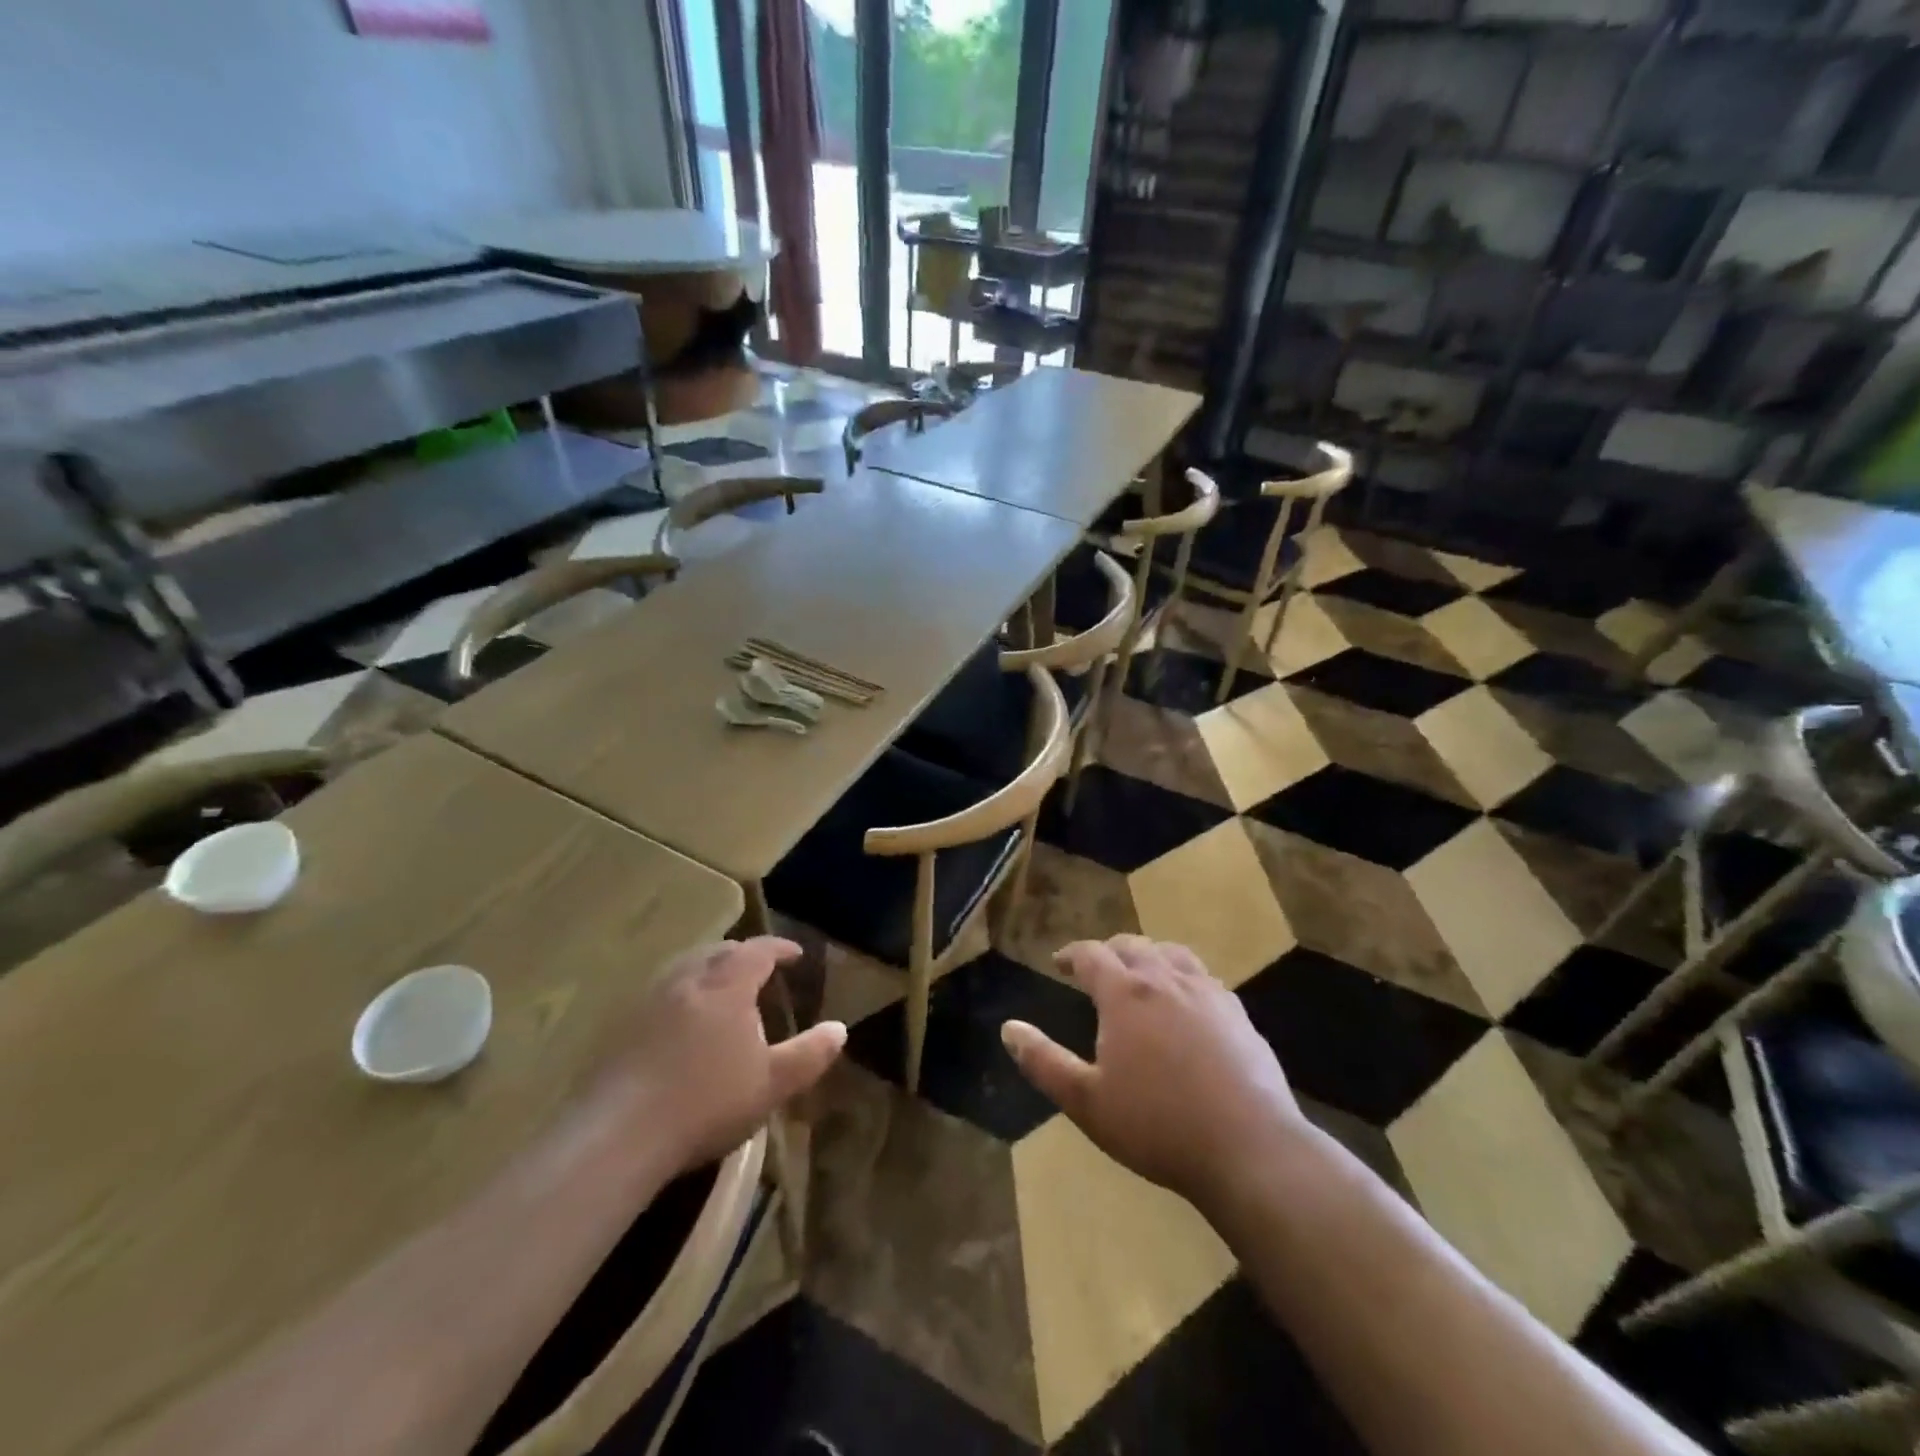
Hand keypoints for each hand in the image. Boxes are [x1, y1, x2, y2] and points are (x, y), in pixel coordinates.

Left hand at [597, 937, 845, 1172]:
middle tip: (760, 967)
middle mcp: (688, 979)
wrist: (619, 1134)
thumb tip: (839, 1029)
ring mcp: (651, 1000)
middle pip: (718, 951)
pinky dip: (682, 992)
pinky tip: (682, 1019)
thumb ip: (809, 1054)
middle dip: (743, 953)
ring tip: (722, 987)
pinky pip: (662, 991)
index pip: (758, 951)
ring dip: (709, 968)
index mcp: (727, 985)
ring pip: (686, 967)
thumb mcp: (771, 1083)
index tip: (796, 954)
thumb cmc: (707, 1101)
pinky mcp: (623, 1026)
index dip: (779, 948)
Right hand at [1002, 936, 1304, 1208]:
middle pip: (1133, 945)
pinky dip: (1184, 976)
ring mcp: (1208, 993)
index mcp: (1126, 994)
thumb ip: (1044, 1062)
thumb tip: (1009, 1029)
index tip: (1059, 963)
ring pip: (1172, 953)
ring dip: (1149, 955)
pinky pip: (1204, 977)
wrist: (1249, 1147)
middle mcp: (1165, 980)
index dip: (1072, 954)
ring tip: (1141, 972)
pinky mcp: (1238, 1014)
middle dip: (1109, 950)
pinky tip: (1187, 1001)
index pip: (1091, 954)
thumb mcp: (1087, 1101)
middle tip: (1096, 967)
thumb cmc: (1158, 1125)